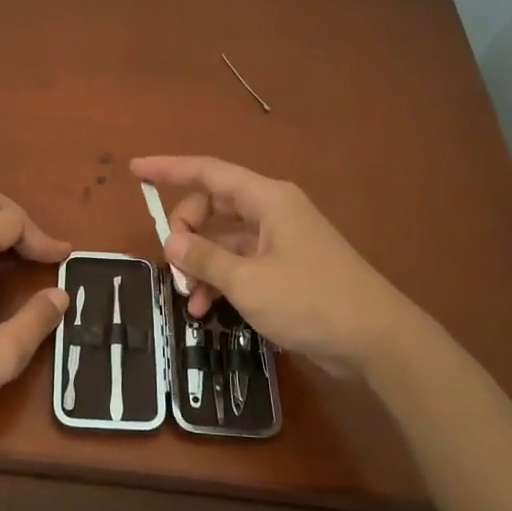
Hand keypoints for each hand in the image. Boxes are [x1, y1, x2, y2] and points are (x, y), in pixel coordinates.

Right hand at [129, 156, 406, 377]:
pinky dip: (220, 280)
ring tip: (187, 296)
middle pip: (213, 206)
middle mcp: (273, 212)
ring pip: (224, 239)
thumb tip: (171, 242)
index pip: (208, 172)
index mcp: (267, 199)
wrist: (376, 341)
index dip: (169, 169)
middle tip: (172, 262)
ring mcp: (280, 242)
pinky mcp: (286, 270)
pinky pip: (240, 263)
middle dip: (186, 231)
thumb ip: (204, 258)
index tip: (135, 170)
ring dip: (200, 263)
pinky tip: (206, 309)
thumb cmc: (311, 300)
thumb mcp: (247, 281)